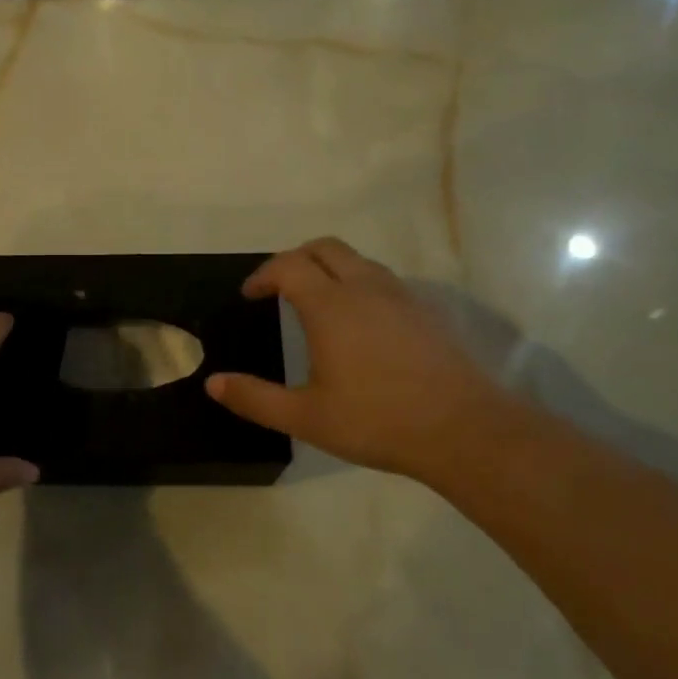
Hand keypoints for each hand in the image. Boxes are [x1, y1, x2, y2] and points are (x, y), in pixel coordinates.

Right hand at [205, 238, 524, 486]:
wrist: (464, 430)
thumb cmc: (377, 421)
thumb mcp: (306, 417)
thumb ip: (255, 398)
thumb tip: (213, 382)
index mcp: (330, 306)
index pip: (288, 266)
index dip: (263, 275)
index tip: (250, 295)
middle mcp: (365, 288)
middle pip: (323, 248)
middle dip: (294, 259)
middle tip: (278, 287)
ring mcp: (401, 296)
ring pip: (357, 260)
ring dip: (328, 268)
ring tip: (315, 301)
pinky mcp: (425, 311)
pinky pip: (382, 279)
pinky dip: (358, 283)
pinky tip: (359, 322)